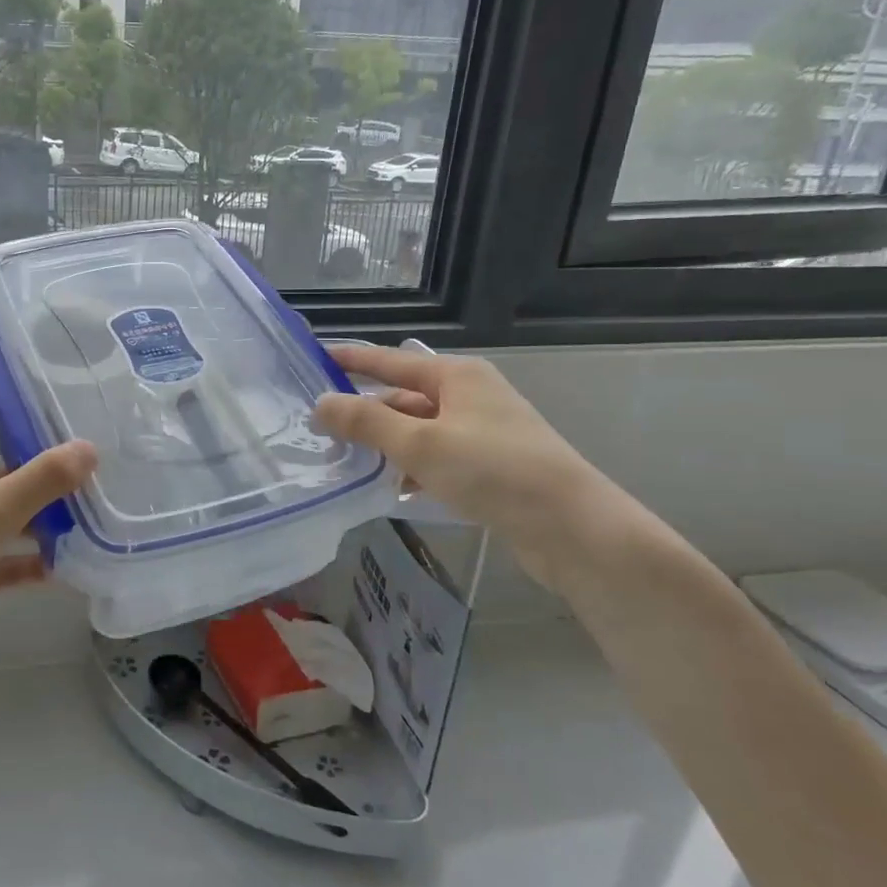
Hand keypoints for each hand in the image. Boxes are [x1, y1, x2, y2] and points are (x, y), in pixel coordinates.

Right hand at [312, 343, 619, 587]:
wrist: (572, 527)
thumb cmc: (492, 470)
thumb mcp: (420, 444)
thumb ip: (366, 422)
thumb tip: (320, 403)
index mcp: (456, 376)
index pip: (390, 360)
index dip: (351, 359)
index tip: (314, 360)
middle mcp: (470, 395)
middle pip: (403, 397)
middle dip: (364, 413)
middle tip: (319, 429)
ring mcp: (482, 431)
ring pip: (418, 430)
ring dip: (386, 445)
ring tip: (345, 461)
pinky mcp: (490, 466)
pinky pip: (436, 457)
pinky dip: (412, 468)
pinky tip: (393, 490)